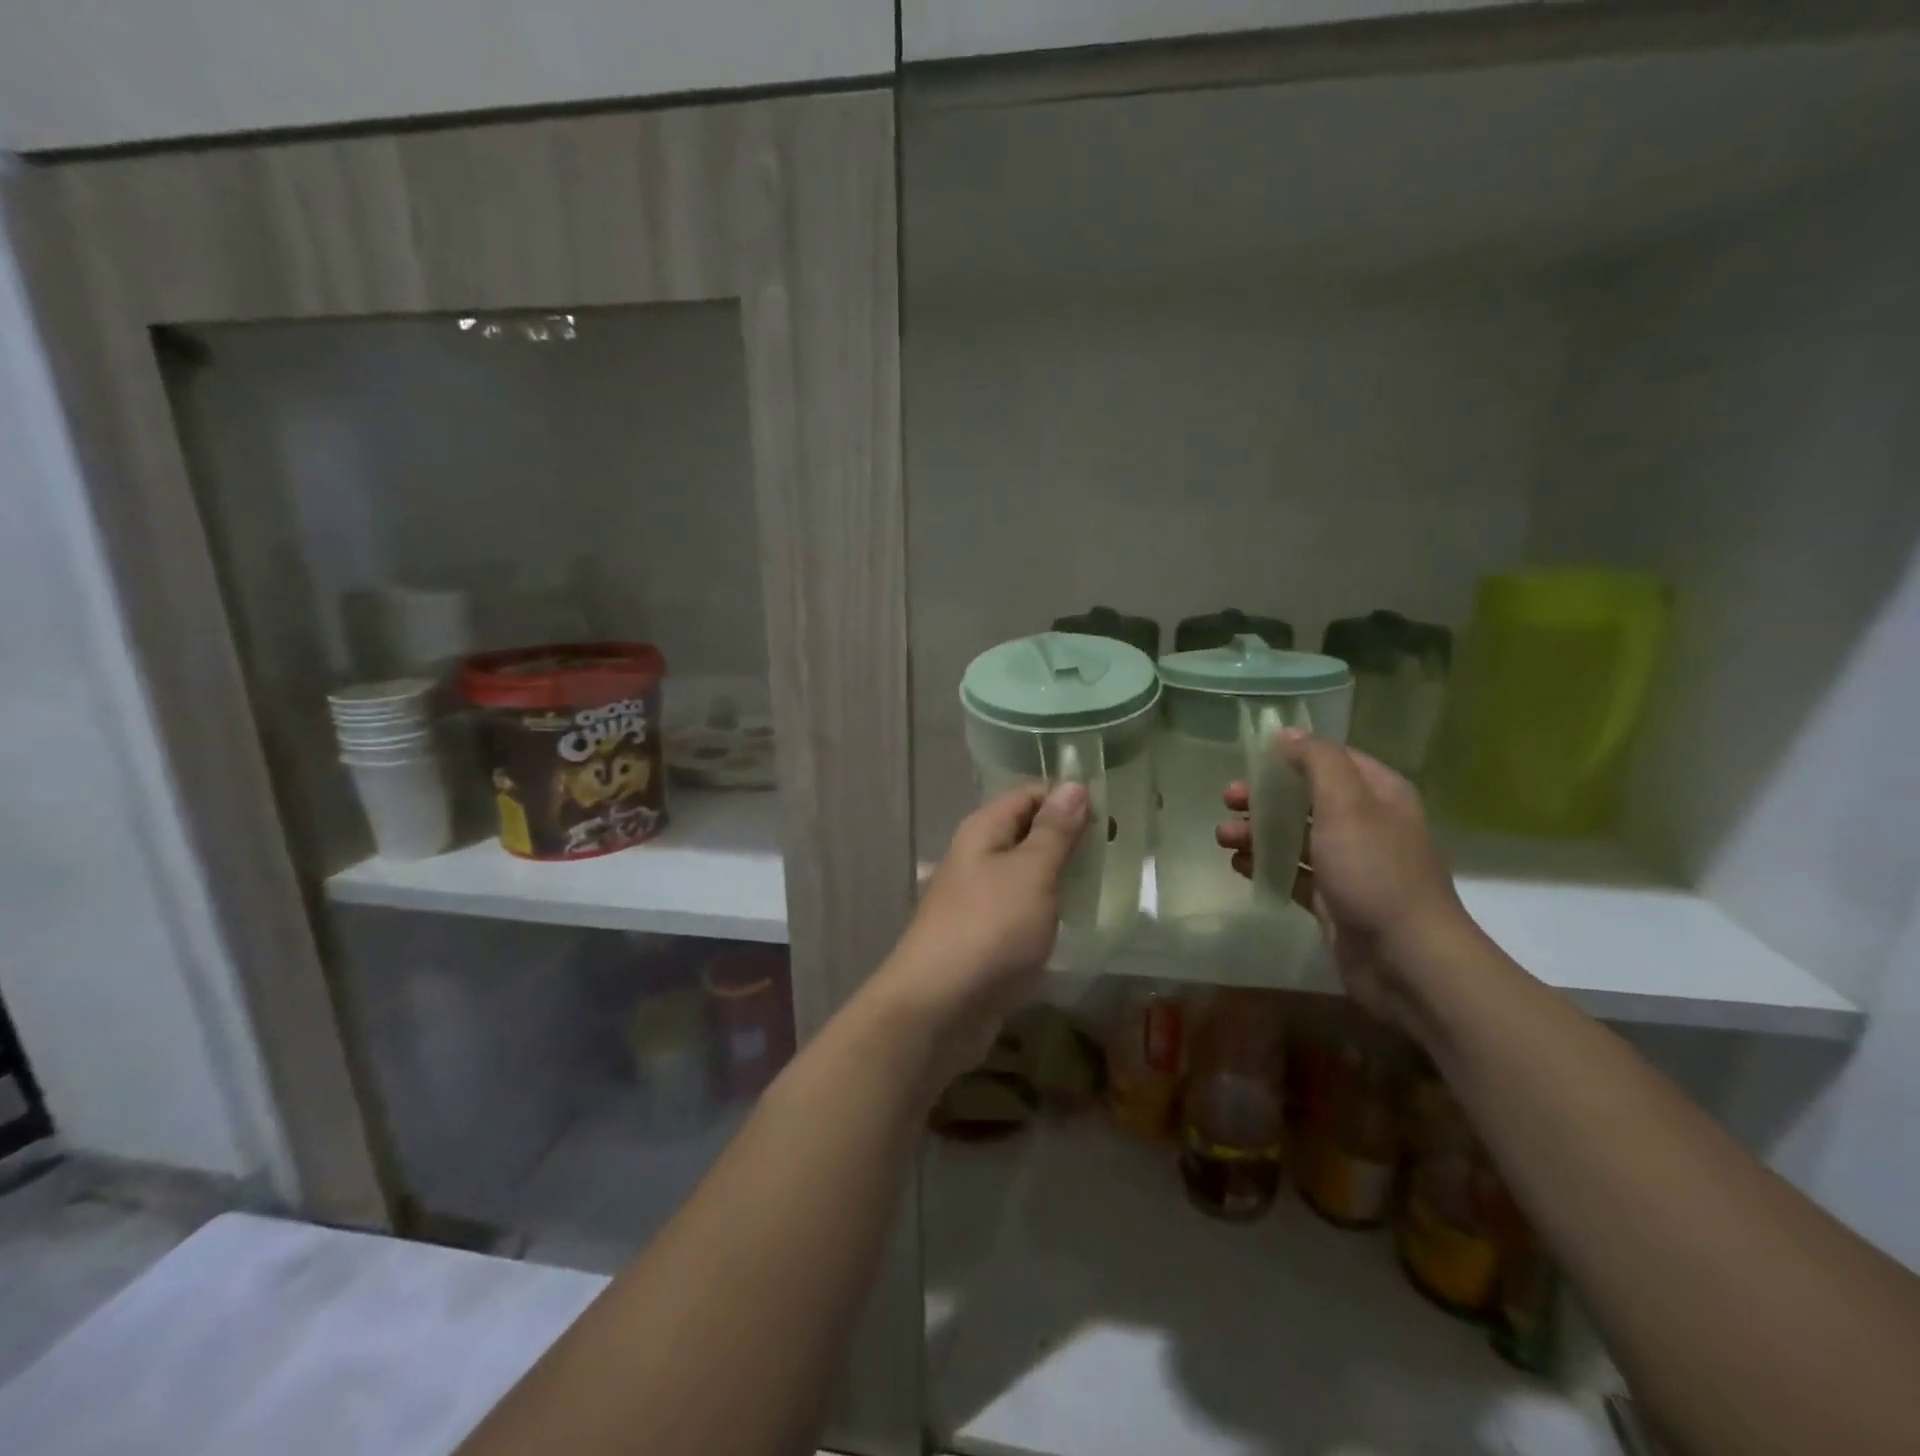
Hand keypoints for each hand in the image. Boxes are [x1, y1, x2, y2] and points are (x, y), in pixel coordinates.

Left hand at [878, 783, 1089, 1074]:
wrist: (938, 1008)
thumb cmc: (989, 929)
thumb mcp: (1031, 873)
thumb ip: (1054, 832)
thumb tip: (1074, 785)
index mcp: (983, 831)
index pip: (1029, 795)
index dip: (1068, 799)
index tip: (1112, 816)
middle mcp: (976, 858)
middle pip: (1027, 834)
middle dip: (1070, 840)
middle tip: (1118, 852)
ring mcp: (978, 899)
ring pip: (1026, 875)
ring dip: (1062, 877)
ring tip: (1106, 886)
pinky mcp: (984, 937)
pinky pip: (1022, 911)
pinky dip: (1048, 911)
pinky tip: (1075, 923)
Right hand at [1217, 731, 1471, 1029]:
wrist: (1406, 960)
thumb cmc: (1374, 872)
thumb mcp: (1346, 804)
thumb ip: (1317, 763)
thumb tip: (1288, 734)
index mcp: (1378, 795)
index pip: (1331, 760)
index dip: (1291, 756)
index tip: (1250, 760)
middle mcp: (1366, 825)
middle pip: (1306, 798)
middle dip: (1265, 797)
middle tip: (1228, 800)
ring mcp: (1350, 865)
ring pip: (1295, 837)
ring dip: (1258, 832)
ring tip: (1224, 839)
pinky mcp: (1333, 899)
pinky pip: (1293, 873)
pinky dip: (1266, 865)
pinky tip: (1239, 865)